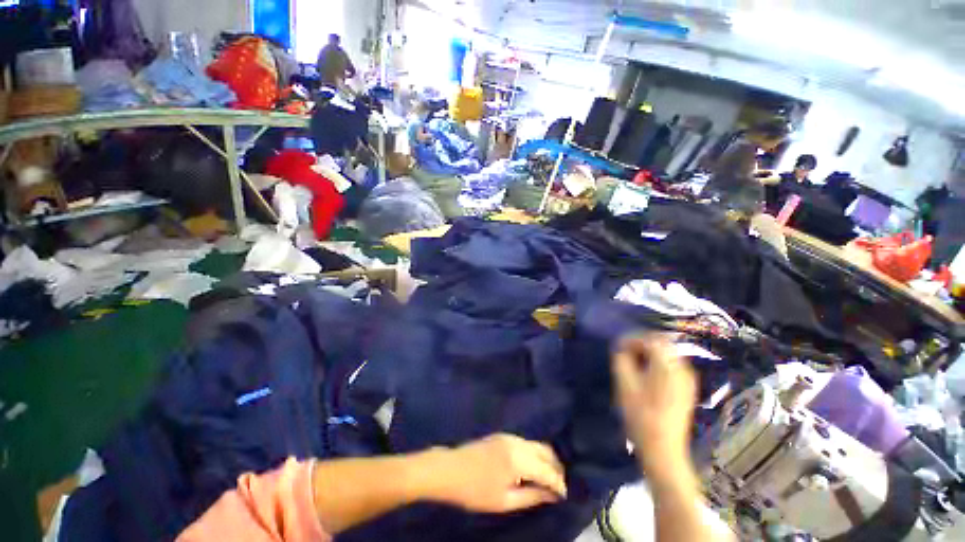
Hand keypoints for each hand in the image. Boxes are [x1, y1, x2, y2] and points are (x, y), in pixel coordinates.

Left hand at [425, 434, 566, 512]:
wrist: (450, 469)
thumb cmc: (475, 491)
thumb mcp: (504, 501)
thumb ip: (531, 496)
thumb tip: (552, 495)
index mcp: (518, 459)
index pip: (547, 470)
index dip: (559, 483)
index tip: (565, 496)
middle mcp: (517, 442)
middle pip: (546, 451)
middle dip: (556, 468)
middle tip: (559, 486)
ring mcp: (509, 436)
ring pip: (537, 445)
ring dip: (546, 460)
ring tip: (549, 479)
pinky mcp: (503, 435)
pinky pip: (526, 443)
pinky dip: (535, 454)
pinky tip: (533, 467)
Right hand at [612, 334, 696, 472]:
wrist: (663, 449)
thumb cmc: (641, 416)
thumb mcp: (625, 384)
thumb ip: (621, 360)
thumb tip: (621, 348)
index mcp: (668, 366)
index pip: (650, 339)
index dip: (632, 338)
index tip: (618, 347)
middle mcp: (682, 368)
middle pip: (661, 343)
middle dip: (641, 343)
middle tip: (624, 352)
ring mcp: (687, 379)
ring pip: (667, 354)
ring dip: (649, 352)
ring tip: (633, 362)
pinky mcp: (687, 389)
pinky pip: (671, 365)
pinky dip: (657, 362)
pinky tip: (645, 374)